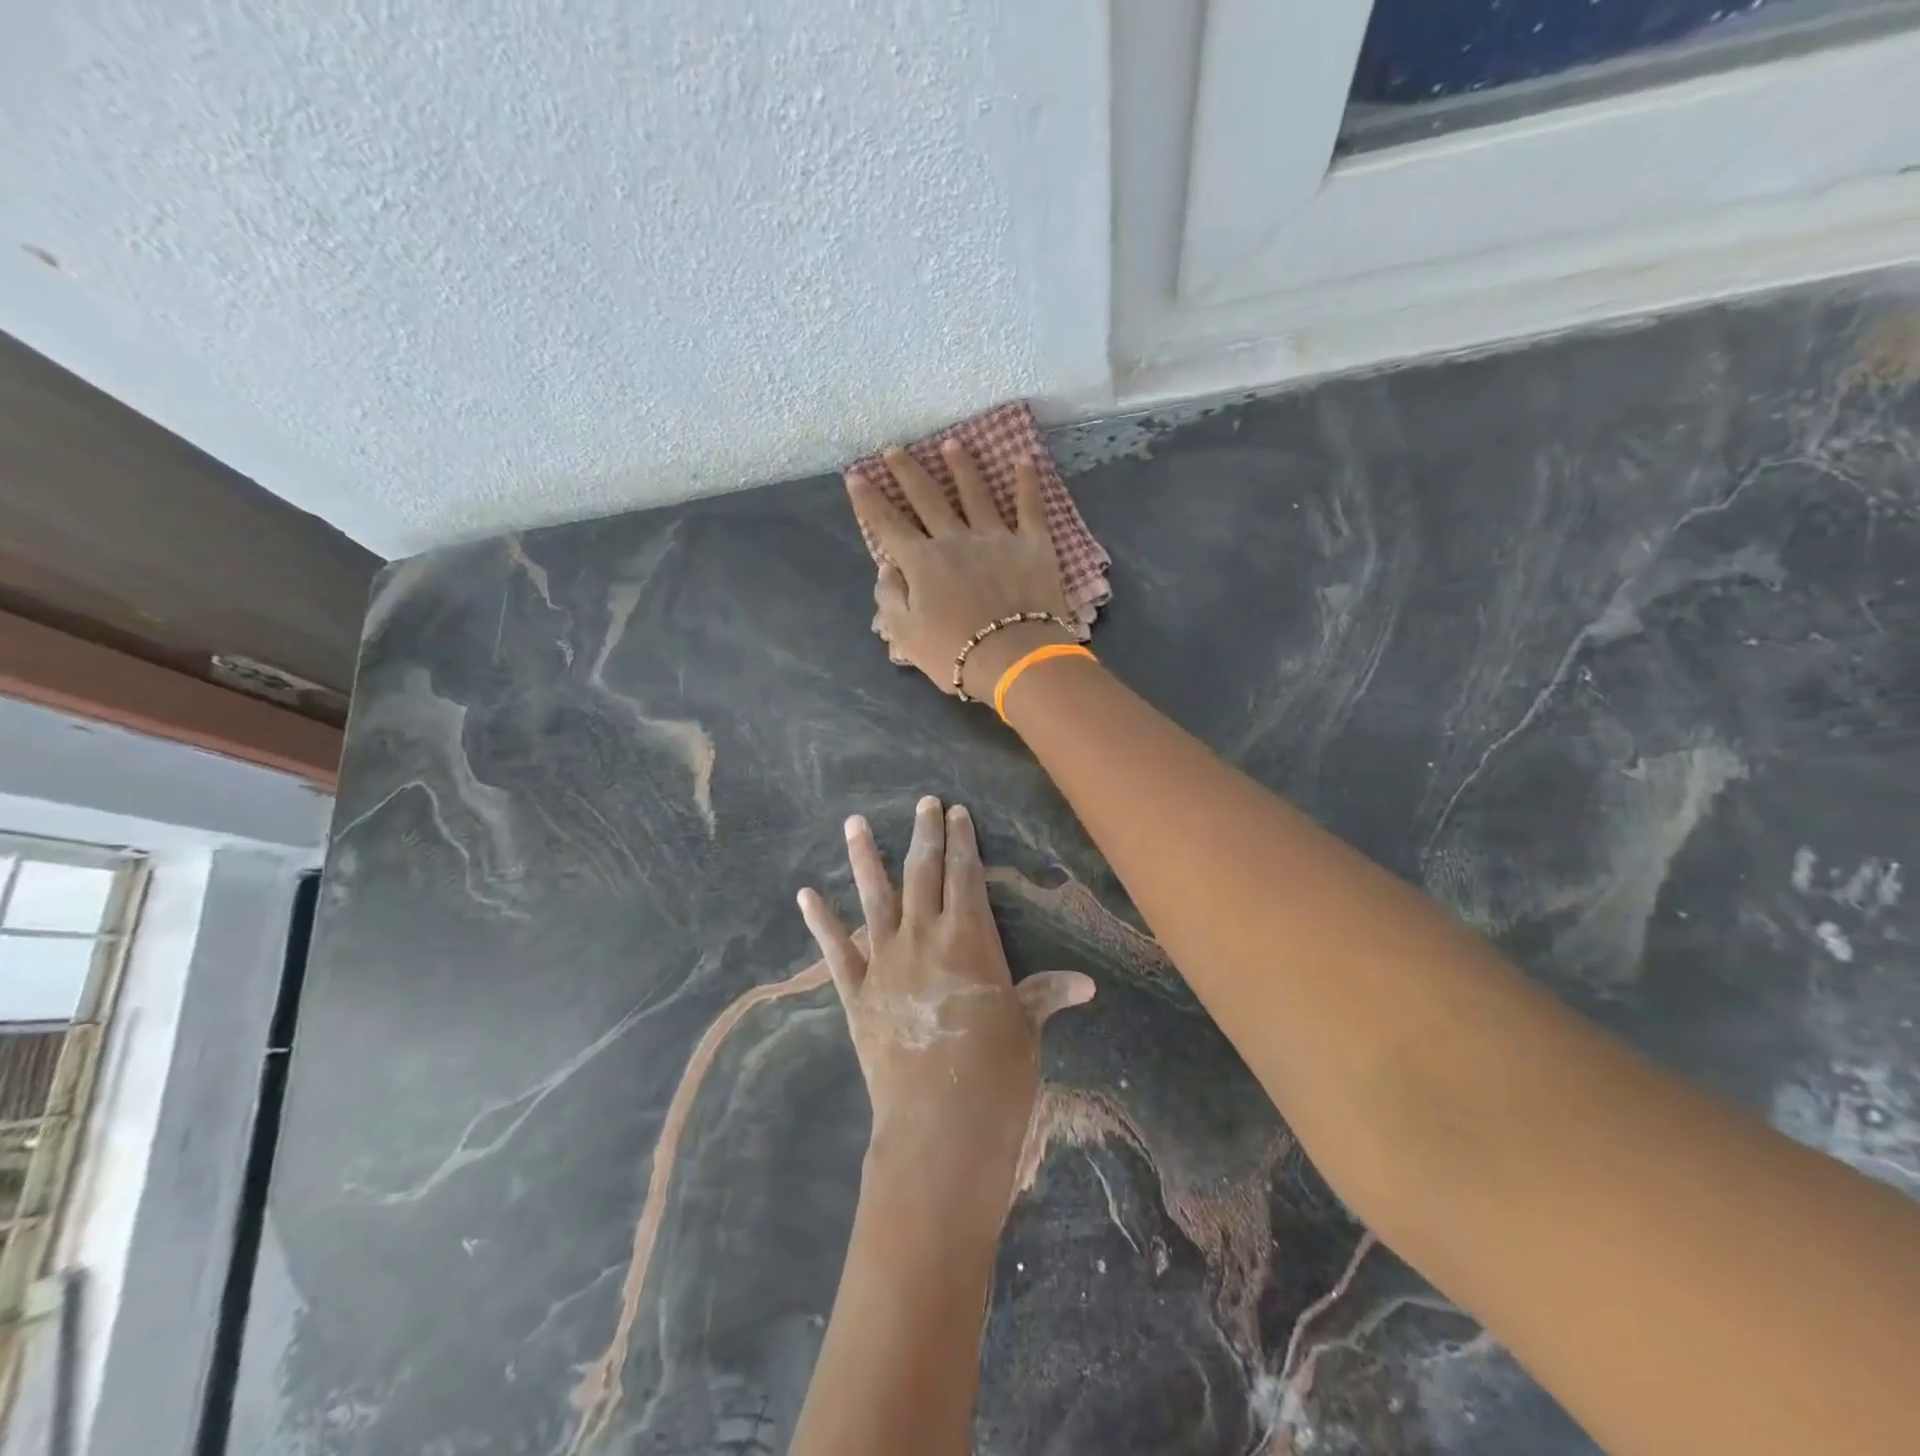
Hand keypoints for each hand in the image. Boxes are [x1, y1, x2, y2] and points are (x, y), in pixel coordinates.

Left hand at [797, 796, 1094, 1220]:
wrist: (939, 1125)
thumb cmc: (996, 1072)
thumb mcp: (1025, 1027)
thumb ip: (1045, 995)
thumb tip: (1085, 984)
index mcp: (969, 937)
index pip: (965, 874)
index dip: (962, 840)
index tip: (956, 811)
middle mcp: (924, 936)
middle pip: (924, 872)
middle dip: (925, 834)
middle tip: (924, 802)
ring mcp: (885, 961)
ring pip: (875, 897)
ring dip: (865, 858)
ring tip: (854, 822)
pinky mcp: (857, 992)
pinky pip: (835, 950)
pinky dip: (820, 922)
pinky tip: (807, 895)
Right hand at [848, 443, 1076, 698]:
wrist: (1014, 658)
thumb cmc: (955, 653)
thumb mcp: (906, 635)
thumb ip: (890, 598)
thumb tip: (887, 567)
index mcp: (922, 562)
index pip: (888, 524)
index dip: (869, 500)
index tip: (855, 475)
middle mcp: (955, 539)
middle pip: (927, 498)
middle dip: (907, 472)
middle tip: (895, 449)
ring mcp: (996, 537)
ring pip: (975, 492)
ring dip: (961, 466)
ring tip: (952, 444)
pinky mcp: (1032, 544)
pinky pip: (1030, 507)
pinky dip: (1027, 483)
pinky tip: (1024, 460)